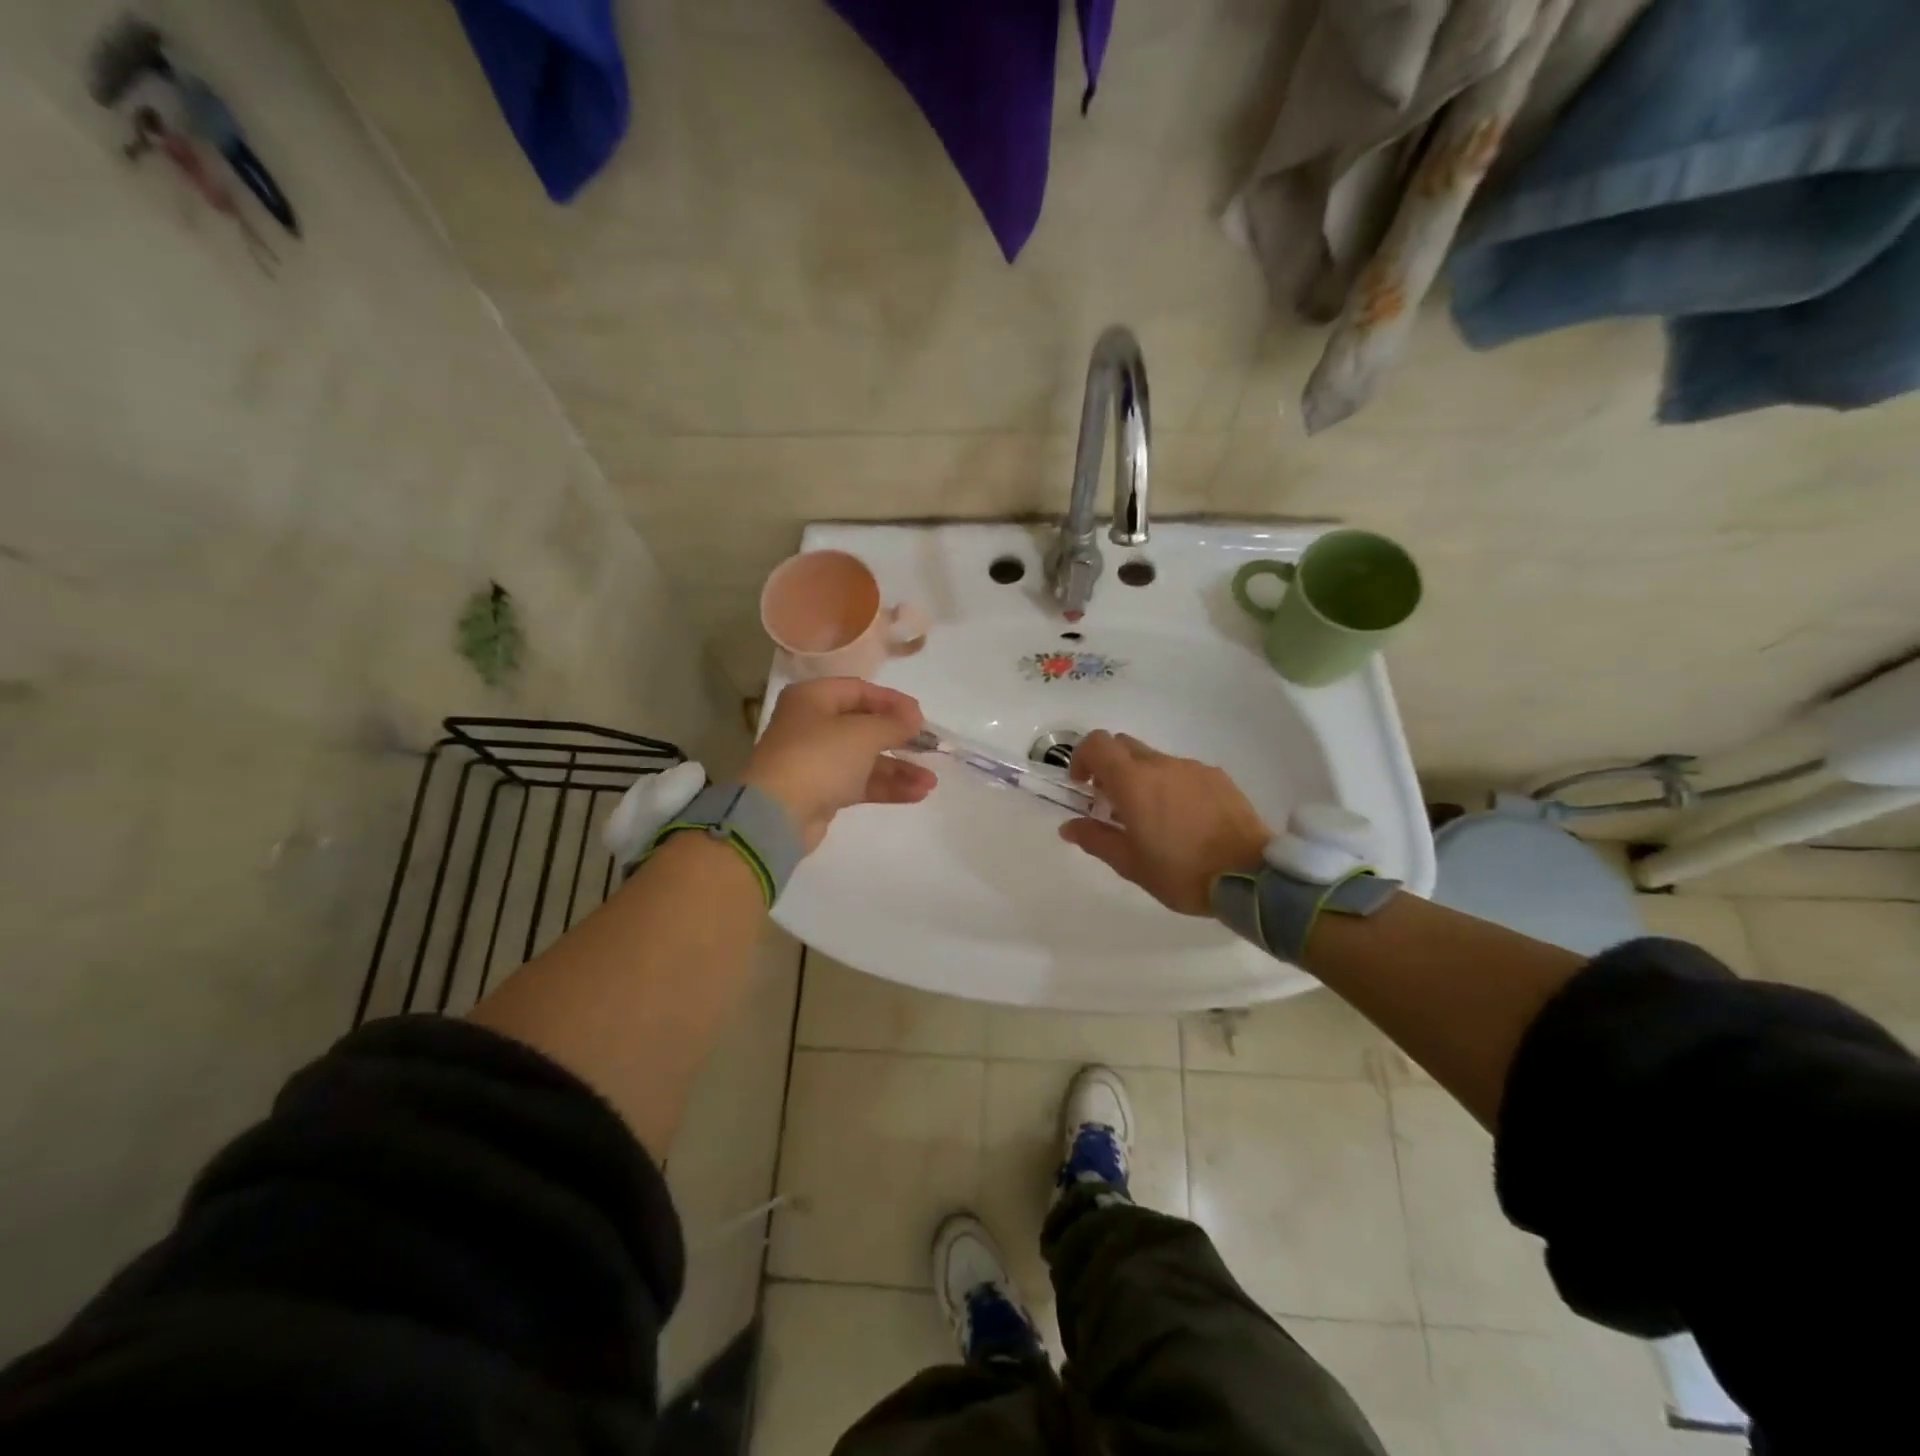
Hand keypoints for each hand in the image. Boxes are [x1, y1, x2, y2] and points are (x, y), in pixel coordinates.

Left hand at [743, 678, 935, 853]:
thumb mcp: (863, 733)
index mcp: (813, 698)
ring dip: (899, 768)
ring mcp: (817, 760)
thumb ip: (893, 723)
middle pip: (864, 725)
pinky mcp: (822, 791)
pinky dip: (886, 786)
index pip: (859, 690)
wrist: (778, 815)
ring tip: (931, 782)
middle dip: (899, 738)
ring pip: (865, 759)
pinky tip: (917, 794)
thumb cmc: (820, 758)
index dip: (893, 701)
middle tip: (929, 747)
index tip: (921, 717)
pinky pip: (860, 783)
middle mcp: (812, 725)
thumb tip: (914, 718)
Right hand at [1059, 731, 1269, 915]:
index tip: (1082, 787)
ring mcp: (1192, 768)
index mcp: (1134, 781)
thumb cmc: (1182, 873)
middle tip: (1111, 803)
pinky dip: (1171, 786)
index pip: (1096, 744)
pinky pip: (1182, 772)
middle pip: (1123, 746)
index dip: (1082, 758)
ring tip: (1152, 818)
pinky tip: (1184, 821)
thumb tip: (1069, 826)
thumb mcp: (1131, 864)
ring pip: (1154, 760)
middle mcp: (1161, 765)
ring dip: (1141, 779)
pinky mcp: (1218, 777)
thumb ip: (1096, 839)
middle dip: (1109, 768)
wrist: (1252, 876)